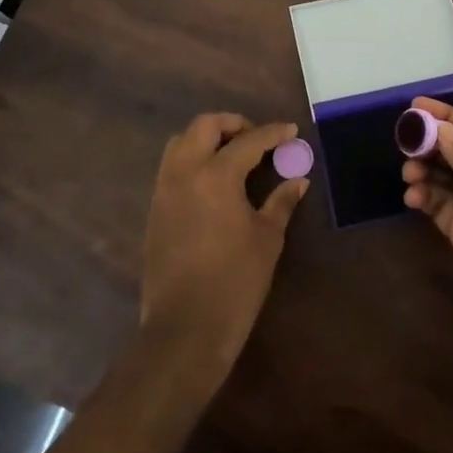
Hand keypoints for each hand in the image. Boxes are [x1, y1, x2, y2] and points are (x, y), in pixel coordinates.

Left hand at [140, 113, 307, 382]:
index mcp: (216, 175)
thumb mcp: (267, 238)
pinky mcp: (155, 209)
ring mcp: (164, 190)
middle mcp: (184, 172)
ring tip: (233, 155)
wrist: (186, 328)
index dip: (273, 133)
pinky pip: (172, 167)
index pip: (248, 141)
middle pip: (204, 126)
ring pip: (181, 142)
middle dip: (232, 124)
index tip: (291, 131)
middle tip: (256, 138)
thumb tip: (297, 180)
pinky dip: (192, 160)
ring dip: (207, 139)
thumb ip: (281, 202)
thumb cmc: (235, 281)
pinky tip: (213, 181)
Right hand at [402, 98, 452, 366]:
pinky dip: (423, 197)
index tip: (415, 105)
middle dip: (431, 142)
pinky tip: (413, 195)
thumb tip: (443, 131)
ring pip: (445, 179)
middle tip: (403, 139)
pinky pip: (439, 207)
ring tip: (409, 171)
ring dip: (425, 169)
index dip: (448, 117)